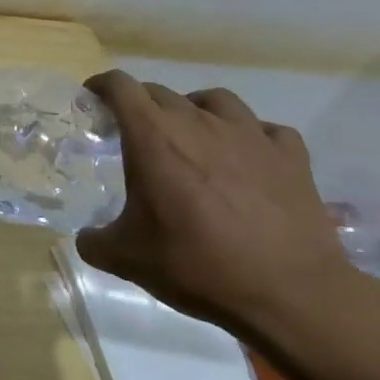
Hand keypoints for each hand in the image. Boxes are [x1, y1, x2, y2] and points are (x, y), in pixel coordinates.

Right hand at [74, 71, 355, 334]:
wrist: (289, 293)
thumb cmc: (196, 265)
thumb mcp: (126, 258)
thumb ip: (95, 241)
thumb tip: (87, 238)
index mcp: (153, 137)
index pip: (121, 87)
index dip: (101, 86)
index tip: (92, 98)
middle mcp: (200, 123)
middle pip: (162, 92)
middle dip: (140, 104)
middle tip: (134, 133)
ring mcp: (251, 136)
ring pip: (215, 100)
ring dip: (194, 110)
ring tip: (191, 135)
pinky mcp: (291, 157)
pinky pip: (265, 130)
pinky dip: (249, 136)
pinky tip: (245, 157)